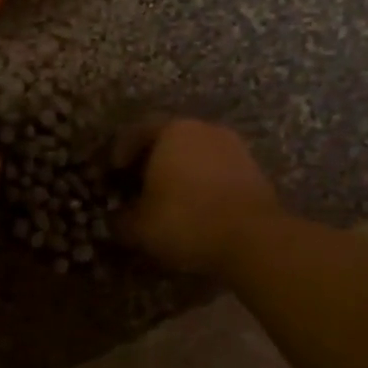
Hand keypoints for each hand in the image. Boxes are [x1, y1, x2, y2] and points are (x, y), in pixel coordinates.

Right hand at [115, 118, 280, 273]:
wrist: (253, 238)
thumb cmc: (186, 220)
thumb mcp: (139, 226)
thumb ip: (121, 219)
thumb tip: (115, 218)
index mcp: (171, 131)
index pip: (137, 131)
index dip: (121, 151)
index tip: (112, 172)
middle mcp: (203, 129)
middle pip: (169, 139)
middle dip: (152, 160)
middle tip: (138, 184)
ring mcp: (234, 147)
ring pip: (196, 154)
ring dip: (180, 171)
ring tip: (168, 198)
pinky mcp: (254, 169)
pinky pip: (218, 170)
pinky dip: (203, 183)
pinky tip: (197, 206)